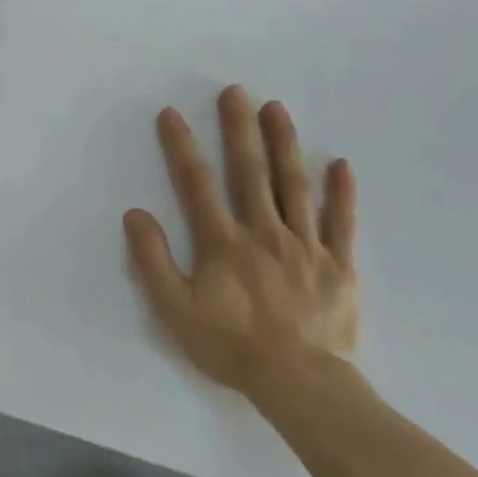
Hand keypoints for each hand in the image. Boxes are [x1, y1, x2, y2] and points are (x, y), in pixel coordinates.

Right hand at [123, 86, 358, 404]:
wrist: (301, 385)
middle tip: (235, 91)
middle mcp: (264, 232)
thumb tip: (136, 214)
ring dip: (285, 144)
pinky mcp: (339, 266)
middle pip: (250, 172)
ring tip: (277, 109)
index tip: (172, 114)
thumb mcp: (175, 310)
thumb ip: (154, 260)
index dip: (182, 146)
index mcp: (223, 242)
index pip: (197, 183)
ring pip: (295, 186)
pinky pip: (341, 223)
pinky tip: (340, 164)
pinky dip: (341, 193)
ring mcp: (306, 246)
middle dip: (239, 129)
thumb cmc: (232, 346)